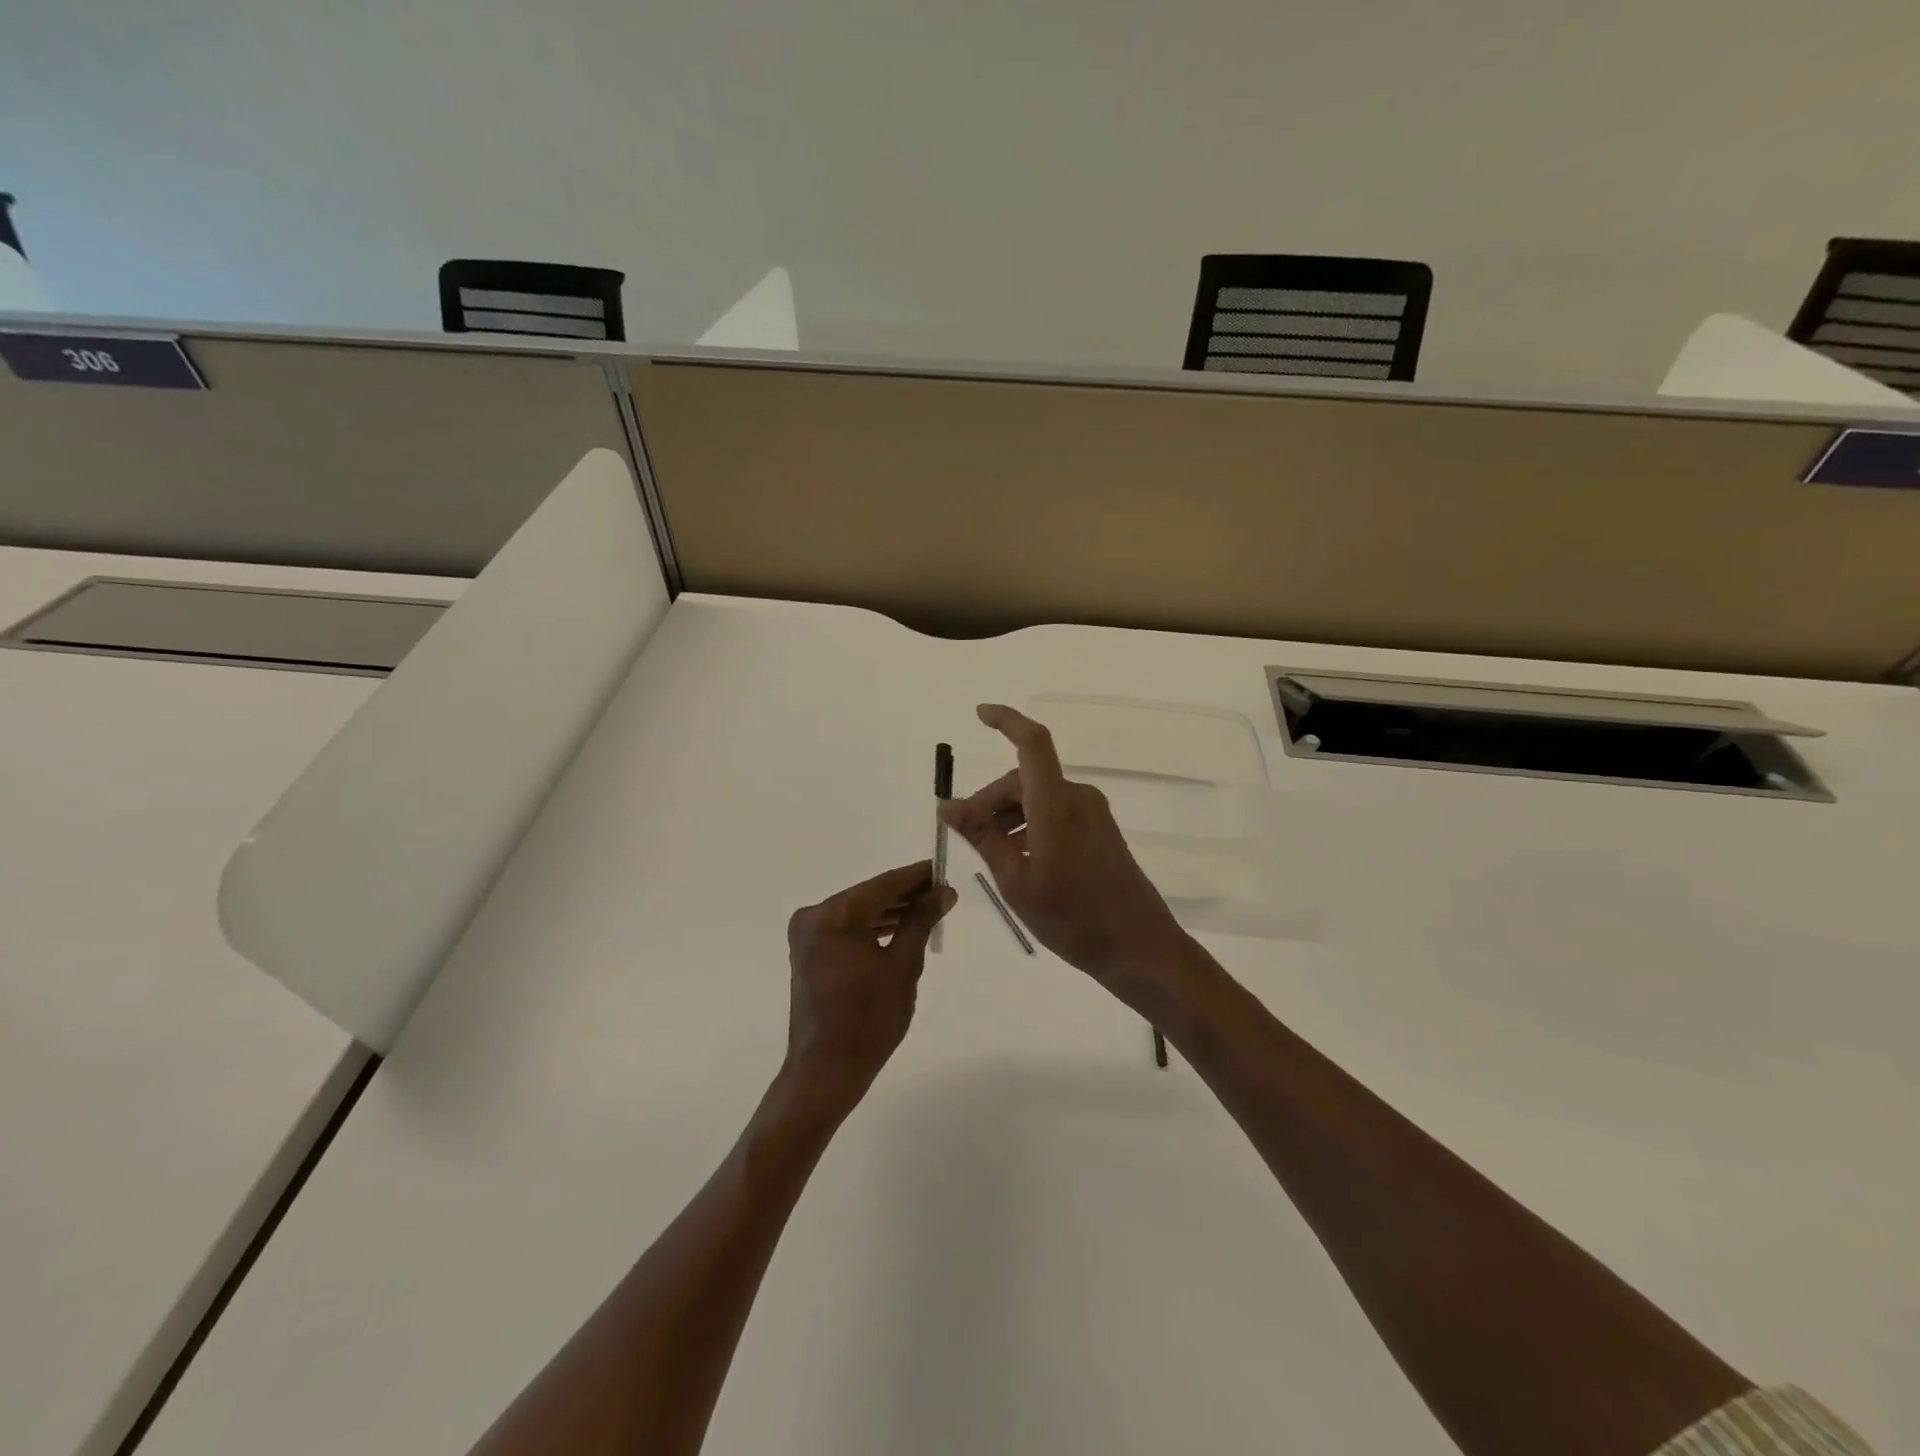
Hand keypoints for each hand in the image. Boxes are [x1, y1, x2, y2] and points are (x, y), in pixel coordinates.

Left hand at [782, 859, 955, 1113]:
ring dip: (891, 911)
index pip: (883, 884)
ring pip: (858, 912)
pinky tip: (901, 928)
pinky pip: (847, 929)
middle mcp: (814, 916)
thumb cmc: (869, 1019)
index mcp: (834, 915)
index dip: (916, 876)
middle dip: (906, 894)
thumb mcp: (903, 966)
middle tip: (942, 892)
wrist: (826, 1070)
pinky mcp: (809, 952)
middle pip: (869, 895)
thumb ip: (921, 921)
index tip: (942, 868)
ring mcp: (808, 935)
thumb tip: (943, 892)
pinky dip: (872, 927)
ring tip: (929, 910)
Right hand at [939, 704, 1193, 1006]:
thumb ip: (982, 837)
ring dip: (1008, 816)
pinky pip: (1056, 813)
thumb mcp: (1016, 881)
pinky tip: (1018, 858)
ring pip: (1038, 798)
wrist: (1139, 948)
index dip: (1006, 721)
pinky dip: (1030, 825)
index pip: (1032, 743)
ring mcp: (1093, 814)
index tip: (980, 714)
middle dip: (990, 800)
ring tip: (990, 854)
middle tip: (965, 835)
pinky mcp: (1100, 831)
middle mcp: (1078, 799)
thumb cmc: (1073, 918)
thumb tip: (947, 805)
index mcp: (1056, 804)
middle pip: (1024, 779)